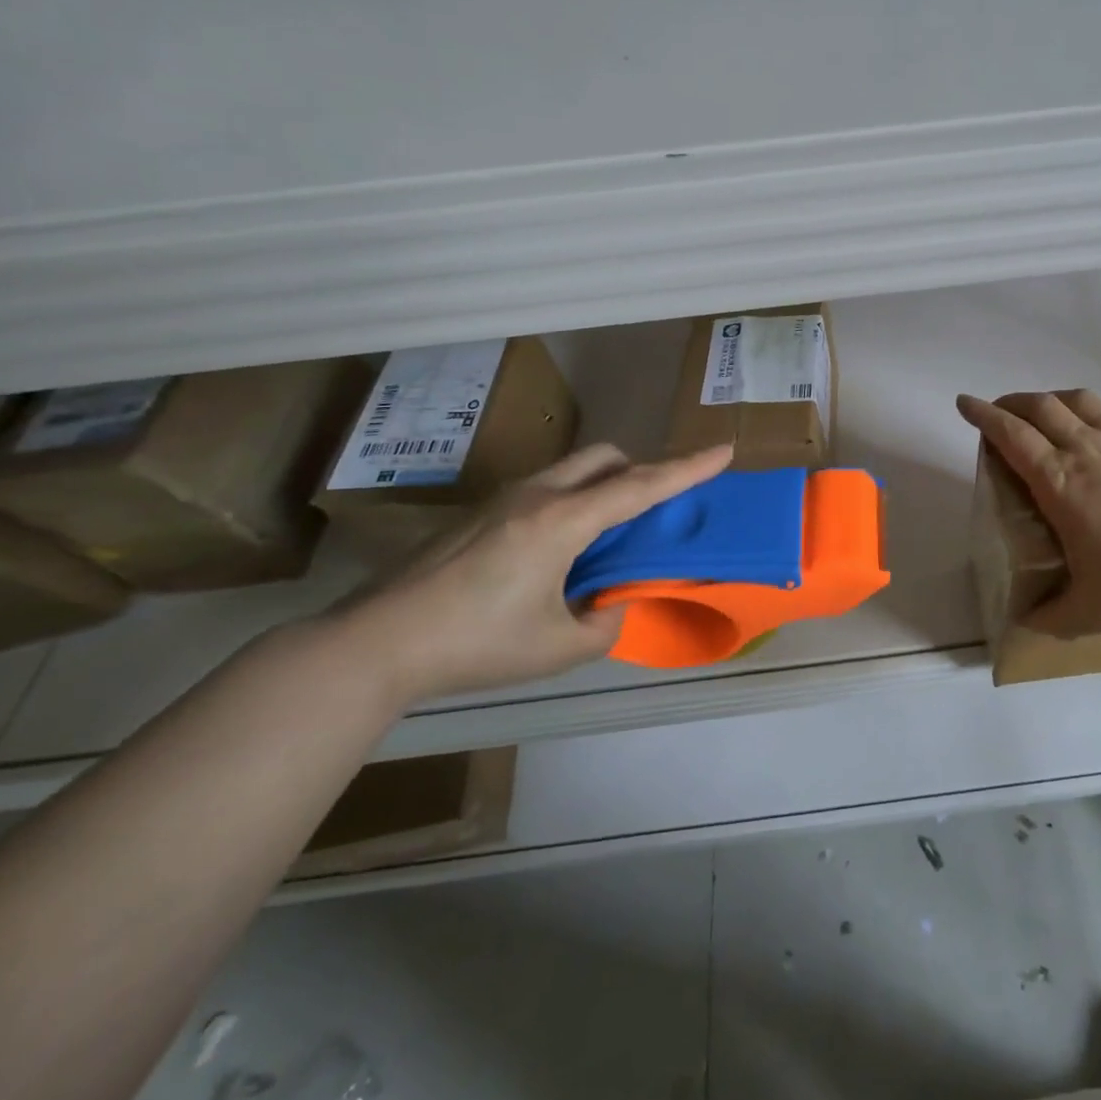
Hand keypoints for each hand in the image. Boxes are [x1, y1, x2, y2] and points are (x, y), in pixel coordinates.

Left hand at [323, 443, 733, 704]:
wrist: (376, 643)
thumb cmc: (475, 644)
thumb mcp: (558, 649)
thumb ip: (603, 623)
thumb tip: (610, 603)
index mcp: (563, 522)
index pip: (640, 486)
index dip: (687, 469)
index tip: (724, 450)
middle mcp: (537, 496)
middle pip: (605, 457)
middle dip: (639, 470)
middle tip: (650, 511)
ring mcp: (503, 499)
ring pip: (572, 469)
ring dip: (603, 486)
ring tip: (603, 537)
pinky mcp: (480, 512)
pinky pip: (546, 488)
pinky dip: (572, 501)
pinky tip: (555, 552)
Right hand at [957, 366, 1100, 636]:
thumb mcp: (1089, 612)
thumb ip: (1051, 616)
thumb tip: (1024, 624)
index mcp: (1061, 484)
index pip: (1012, 437)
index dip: (984, 416)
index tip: (965, 402)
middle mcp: (1089, 450)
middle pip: (1043, 408)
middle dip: (1016, 402)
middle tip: (1003, 410)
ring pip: (1085, 401)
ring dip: (1059, 396)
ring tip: (1049, 403)